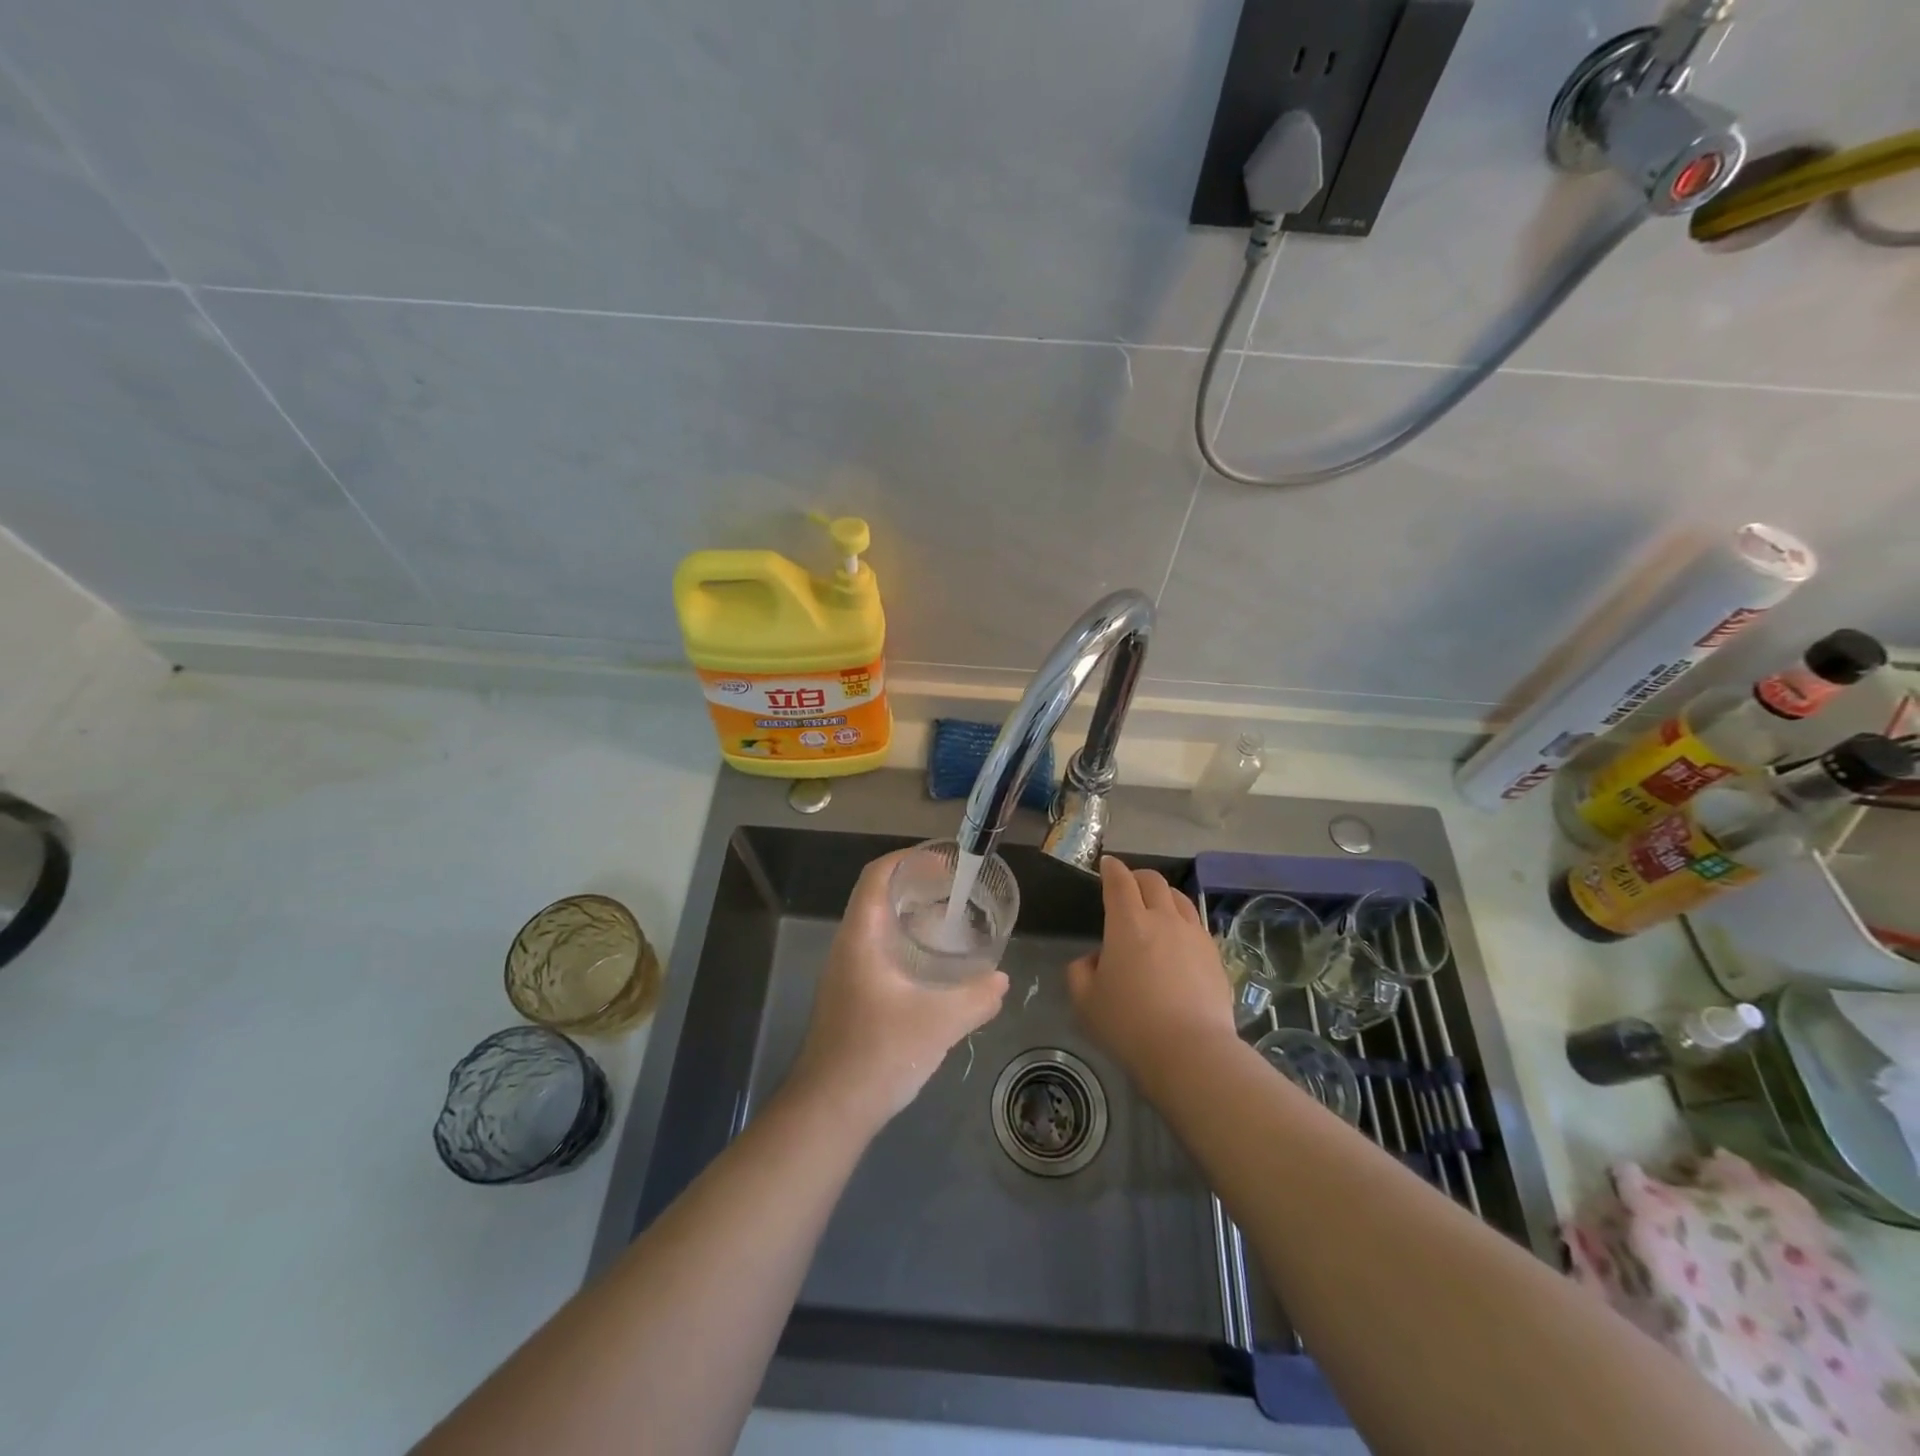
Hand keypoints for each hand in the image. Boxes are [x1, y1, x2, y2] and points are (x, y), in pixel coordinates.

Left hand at [787, 850, 1008, 1131]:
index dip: (908, 859)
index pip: (877, 876)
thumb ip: (976, 998)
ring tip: (951, 923)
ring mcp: (845, 973)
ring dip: (911, 917)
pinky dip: (905, 944)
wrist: (829, 1111)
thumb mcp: (939, 1023)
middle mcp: (848, 946)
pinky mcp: (849, 997)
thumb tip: (1001, 980)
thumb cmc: (879, 1054)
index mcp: (861, 937)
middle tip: (957, 891)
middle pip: (879, 897)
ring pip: (878, 927)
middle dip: (917, 887)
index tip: (944, 861)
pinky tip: (932, 969)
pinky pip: (878, 952)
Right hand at [1068, 856, 1235, 1084]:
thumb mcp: (1086, 1002)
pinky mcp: (1215, 955)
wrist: (1191, 1052)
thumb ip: (1080, 973)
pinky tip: (1179, 941)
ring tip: (1156, 908)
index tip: (1107, 865)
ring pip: (1180, 898)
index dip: (1112, 869)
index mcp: (1127, 923)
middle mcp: (1163, 919)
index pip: (1119, 881)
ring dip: (1164, 895)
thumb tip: (1094, 960)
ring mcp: (1194, 935)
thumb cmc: (1130, 1025)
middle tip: (1128, 887)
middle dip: (1138, 877)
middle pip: (1153, 881)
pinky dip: (1183, 921)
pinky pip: (1196, 924)